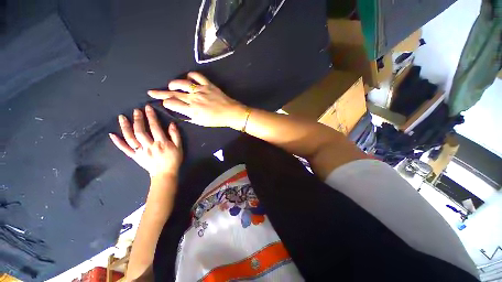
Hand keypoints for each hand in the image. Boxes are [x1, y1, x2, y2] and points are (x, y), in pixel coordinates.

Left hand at [109, 105, 182, 179]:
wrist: (165, 173)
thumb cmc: (174, 159)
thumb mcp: (179, 147)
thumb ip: (175, 135)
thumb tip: (171, 124)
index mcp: (161, 142)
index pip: (155, 127)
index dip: (151, 116)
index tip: (147, 108)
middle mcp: (149, 145)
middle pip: (141, 131)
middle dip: (138, 119)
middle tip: (136, 110)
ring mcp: (140, 151)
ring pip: (131, 138)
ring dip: (125, 127)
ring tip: (121, 117)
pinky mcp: (135, 156)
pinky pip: (125, 149)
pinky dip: (118, 142)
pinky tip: (112, 135)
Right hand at [147, 72, 247, 128]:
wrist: (231, 113)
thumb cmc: (217, 120)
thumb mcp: (201, 123)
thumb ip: (189, 117)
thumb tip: (180, 112)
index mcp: (192, 110)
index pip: (172, 104)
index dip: (165, 103)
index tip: (163, 102)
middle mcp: (193, 99)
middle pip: (173, 94)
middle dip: (160, 93)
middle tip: (152, 91)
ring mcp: (200, 90)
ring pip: (182, 83)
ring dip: (174, 84)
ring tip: (171, 85)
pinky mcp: (207, 85)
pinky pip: (197, 76)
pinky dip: (191, 75)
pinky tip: (188, 77)